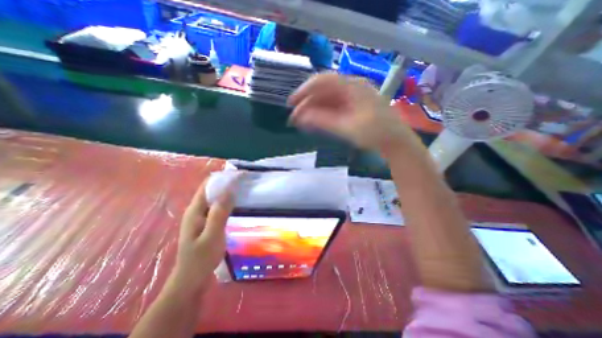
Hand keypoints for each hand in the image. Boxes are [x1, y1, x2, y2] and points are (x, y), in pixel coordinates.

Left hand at [168, 178, 237, 294]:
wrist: (191, 280)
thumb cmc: (201, 259)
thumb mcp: (212, 235)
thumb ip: (219, 212)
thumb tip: (229, 189)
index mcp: (195, 210)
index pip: (208, 185)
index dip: (223, 177)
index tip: (240, 175)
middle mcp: (197, 210)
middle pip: (212, 190)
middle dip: (227, 183)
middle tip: (246, 181)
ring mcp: (201, 217)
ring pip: (216, 198)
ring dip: (228, 192)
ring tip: (245, 189)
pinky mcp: (207, 223)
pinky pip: (218, 207)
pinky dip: (228, 202)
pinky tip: (238, 204)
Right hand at [288, 73, 413, 150]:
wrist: (394, 141)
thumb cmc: (374, 133)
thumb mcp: (347, 128)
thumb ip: (323, 121)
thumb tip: (301, 116)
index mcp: (352, 87)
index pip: (323, 81)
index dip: (304, 91)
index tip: (291, 104)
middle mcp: (351, 88)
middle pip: (323, 91)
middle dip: (306, 104)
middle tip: (294, 119)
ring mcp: (351, 97)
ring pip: (326, 100)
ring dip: (312, 110)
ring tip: (301, 122)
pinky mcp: (351, 107)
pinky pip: (332, 107)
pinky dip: (321, 114)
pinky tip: (313, 122)